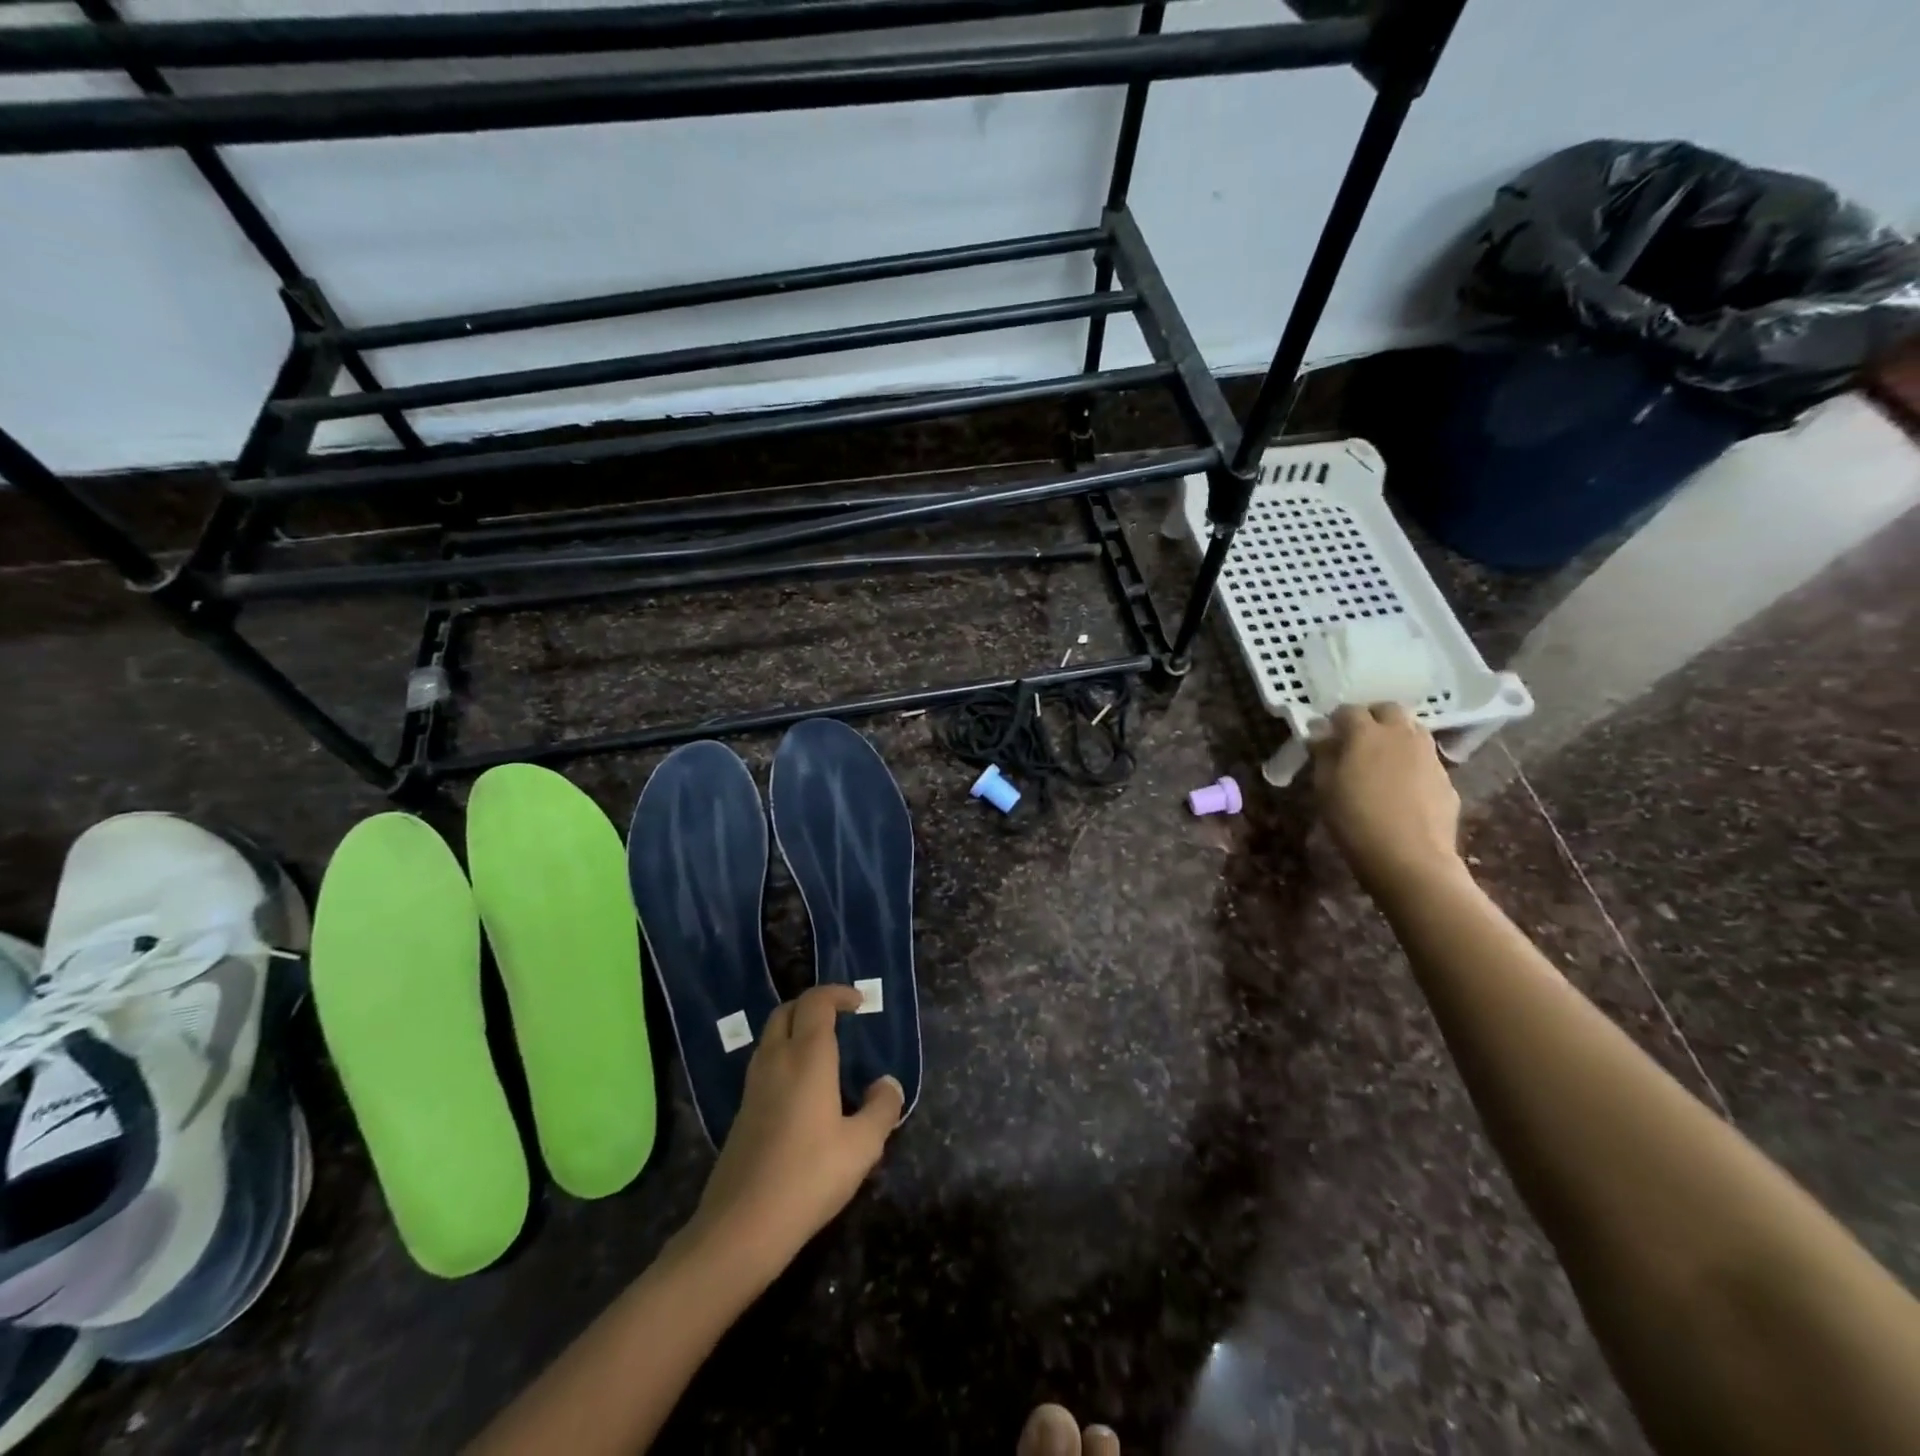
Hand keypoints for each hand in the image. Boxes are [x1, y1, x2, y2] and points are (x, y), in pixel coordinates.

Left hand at [688, 985, 903, 1273]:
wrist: (740, 1227)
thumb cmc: (808, 1177)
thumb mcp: (862, 1146)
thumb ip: (881, 1108)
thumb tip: (887, 1083)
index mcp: (806, 1056)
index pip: (816, 1002)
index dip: (838, 994)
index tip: (859, 1004)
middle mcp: (776, 1060)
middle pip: (787, 1011)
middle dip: (813, 1006)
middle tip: (840, 1021)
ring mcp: (753, 1086)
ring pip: (771, 1037)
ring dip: (795, 1030)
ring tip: (825, 1054)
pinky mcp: (742, 1112)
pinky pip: (764, 1065)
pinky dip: (784, 1057)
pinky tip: (803, 1092)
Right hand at [1309, 703, 1464, 895]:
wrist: (1410, 857)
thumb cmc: (1355, 820)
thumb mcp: (1324, 787)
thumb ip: (1323, 755)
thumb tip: (1322, 737)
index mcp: (1366, 733)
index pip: (1349, 710)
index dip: (1336, 720)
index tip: (1328, 736)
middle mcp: (1401, 735)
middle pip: (1389, 710)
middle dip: (1372, 718)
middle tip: (1358, 740)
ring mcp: (1429, 755)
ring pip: (1413, 730)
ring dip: (1396, 736)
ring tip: (1382, 760)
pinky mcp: (1446, 777)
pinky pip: (1425, 758)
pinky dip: (1412, 762)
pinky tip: (1402, 787)